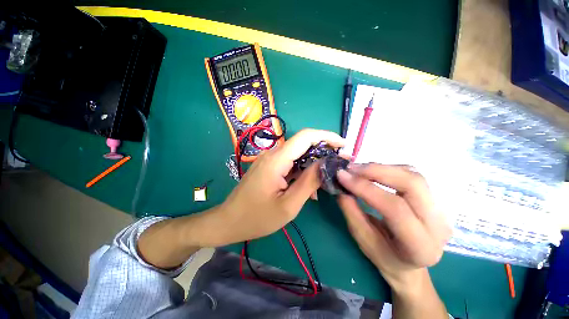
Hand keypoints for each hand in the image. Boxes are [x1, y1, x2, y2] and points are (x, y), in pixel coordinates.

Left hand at [211, 129, 343, 245]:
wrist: (229, 221)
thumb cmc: (257, 218)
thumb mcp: (288, 205)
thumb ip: (308, 182)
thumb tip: (325, 163)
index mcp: (276, 160)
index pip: (305, 136)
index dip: (327, 136)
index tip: (343, 145)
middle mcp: (272, 154)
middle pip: (303, 144)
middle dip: (323, 151)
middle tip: (339, 165)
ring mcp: (269, 160)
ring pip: (297, 155)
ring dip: (313, 165)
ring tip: (325, 181)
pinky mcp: (268, 167)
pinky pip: (289, 164)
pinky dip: (302, 171)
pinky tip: (308, 187)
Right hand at [336, 164, 450, 291]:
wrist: (410, 262)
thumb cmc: (386, 256)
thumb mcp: (364, 241)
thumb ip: (352, 214)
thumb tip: (341, 189)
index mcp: (421, 246)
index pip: (394, 208)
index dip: (365, 188)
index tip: (342, 176)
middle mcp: (438, 224)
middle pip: (412, 183)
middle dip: (376, 171)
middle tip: (351, 169)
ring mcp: (440, 208)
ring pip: (412, 175)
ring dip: (381, 168)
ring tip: (357, 170)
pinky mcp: (433, 198)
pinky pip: (411, 175)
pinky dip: (387, 169)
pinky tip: (372, 173)